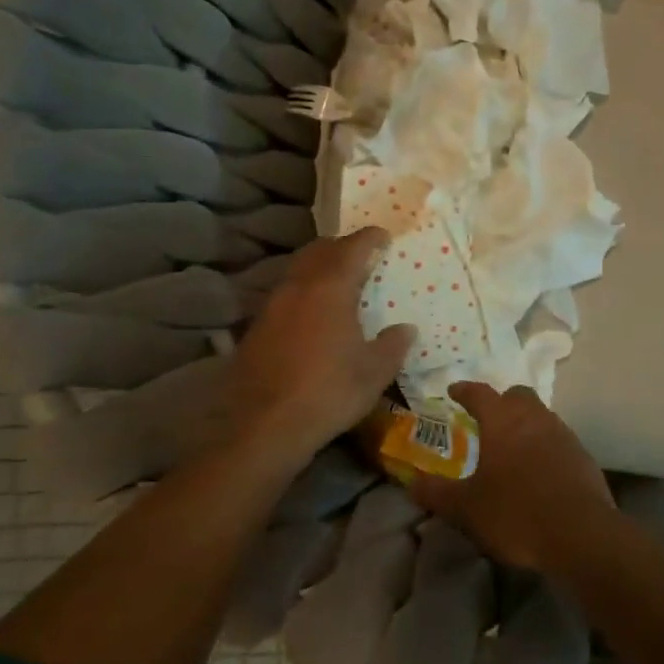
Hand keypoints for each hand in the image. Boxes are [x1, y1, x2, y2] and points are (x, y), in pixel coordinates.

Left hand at [219, 228, 414, 456]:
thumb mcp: (374, 372)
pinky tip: (314, 315)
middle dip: (341, 247)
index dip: (370, 238)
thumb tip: (405, 329)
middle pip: (319, 251)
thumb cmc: (329, 392)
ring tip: (339, 283)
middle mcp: (298, 287)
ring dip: (319, 268)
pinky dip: (304, 292)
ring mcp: (272, 306)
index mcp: (330, 288)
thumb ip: (393, 345)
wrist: (264, 426)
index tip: (384, 236)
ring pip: (298, 271)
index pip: (352, 248)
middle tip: (362, 255)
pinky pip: (285, 295)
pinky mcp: (257, 328)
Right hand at [410, 382, 615, 570]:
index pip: (480, 393)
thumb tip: (412, 484)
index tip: (454, 390)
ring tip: (511, 445)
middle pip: (517, 395)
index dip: (464, 390)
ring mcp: (563, 434)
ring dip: (525, 423)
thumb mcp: (466, 508)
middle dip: (501, 401)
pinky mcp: (582, 455)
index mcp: (502, 420)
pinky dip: (544, 445)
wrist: (580, 533)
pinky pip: (558, 439)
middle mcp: (534, 418)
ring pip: (541, 415)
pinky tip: (538, 469)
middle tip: (487, 418)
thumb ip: (437, 493)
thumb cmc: (515, 512)